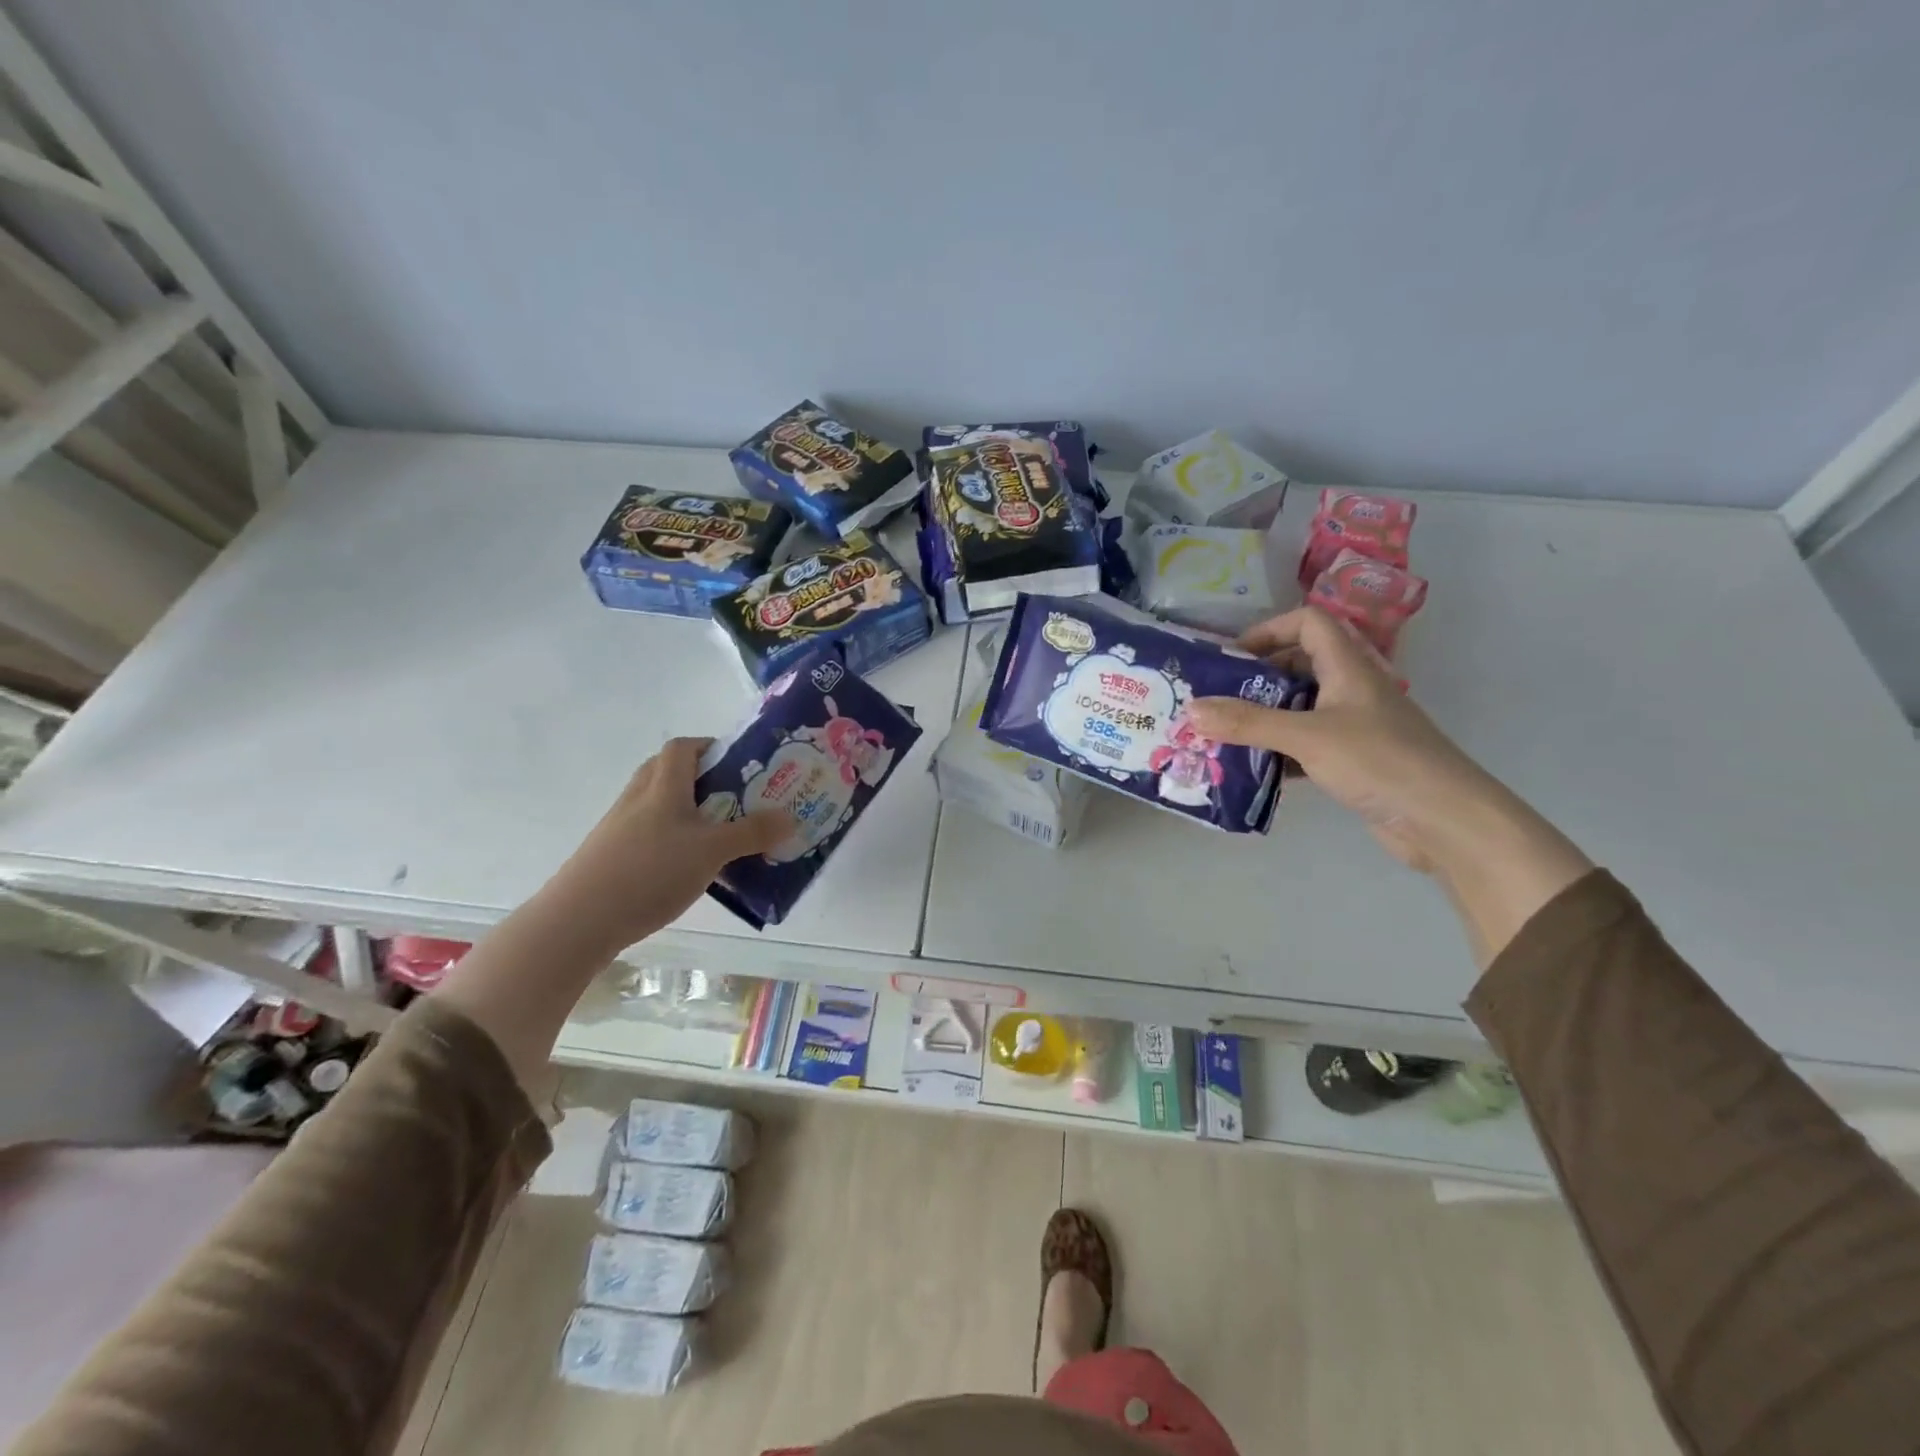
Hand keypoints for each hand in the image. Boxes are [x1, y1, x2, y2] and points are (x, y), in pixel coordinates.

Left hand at [543, 737, 791, 951]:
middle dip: (701, 779)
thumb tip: (790, 818)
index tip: (737, 763)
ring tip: (717, 835)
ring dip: (686, 811)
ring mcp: (619, 827)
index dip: (709, 747)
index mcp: (663, 786)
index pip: (683, 748)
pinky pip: (648, 834)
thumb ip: (751, 833)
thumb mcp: (711, 851)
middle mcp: (638, 798)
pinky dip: (670, 840)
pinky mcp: (610, 856)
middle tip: (733, 798)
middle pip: (667, 772)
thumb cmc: (651, 871)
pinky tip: (688, 867)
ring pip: (657, 806)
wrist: (580, 919)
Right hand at [1186, 607, 1505, 871]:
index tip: (1233, 657)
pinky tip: (1254, 770)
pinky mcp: (1355, 760)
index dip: (1270, 629)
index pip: (1308, 623)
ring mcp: (1356, 726)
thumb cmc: (1378, 761)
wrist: (1444, 819)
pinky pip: (1307, 745)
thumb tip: (1191, 709)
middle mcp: (1352, 689)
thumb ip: (1247, 722)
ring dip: (1264, 718)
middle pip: (1299, 665)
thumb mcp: (1306, 737)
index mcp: (1348, 667)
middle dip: (1257, 679)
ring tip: (1225, 735)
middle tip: (1218, 700)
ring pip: (1301, 708)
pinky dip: (1280, 752)